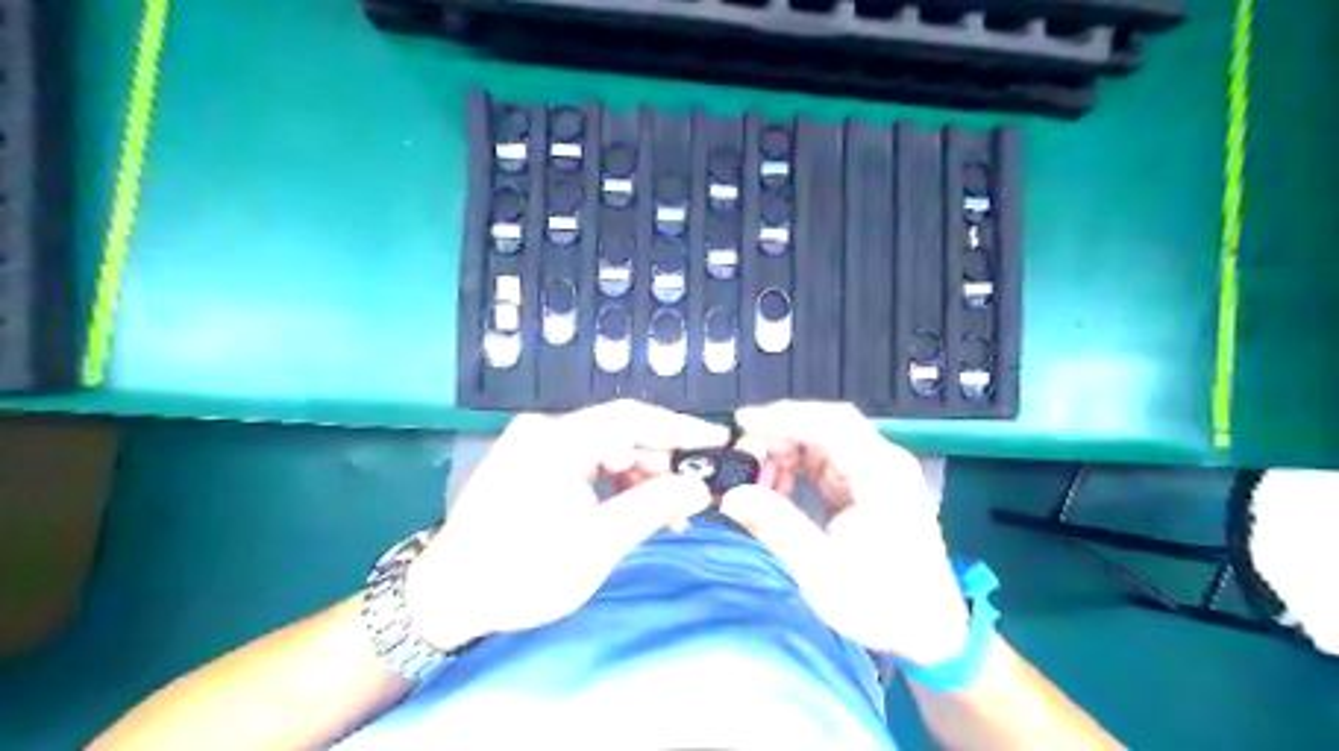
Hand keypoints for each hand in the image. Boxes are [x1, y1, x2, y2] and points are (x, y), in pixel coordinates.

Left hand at [406, 399, 728, 649]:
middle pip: (621, 433)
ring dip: (640, 478)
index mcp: (556, 440)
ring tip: (666, 515)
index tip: (719, 441)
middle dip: (661, 464)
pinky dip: (614, 484)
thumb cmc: (519, 573)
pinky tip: (632, 510)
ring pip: (607, 449)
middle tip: (690, 500)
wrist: (445, 597)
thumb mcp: (595, 545)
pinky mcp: (532, 462)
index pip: (633, 418)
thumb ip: (651, 508)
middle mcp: (545, 429)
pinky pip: (588, 461)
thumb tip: (698, 486)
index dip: (681, 428)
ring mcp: (535, 444)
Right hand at [728, 400, 968, 665]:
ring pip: (820, 445)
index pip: (833, 424)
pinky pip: (823, 465)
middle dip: (780, 438)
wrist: (927, 632)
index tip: (743, 422)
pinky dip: (795, 473)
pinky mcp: (864, 488)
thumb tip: (731, 496)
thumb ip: (776, 526)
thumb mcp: (822, 570)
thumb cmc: (882, 603)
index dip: (786, 416)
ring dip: (785, 457)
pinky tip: (778, 493)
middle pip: (825, 429)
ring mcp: (875, 474)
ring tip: (760, 486)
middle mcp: (882, 464)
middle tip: (743, 459)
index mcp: (883, 475)